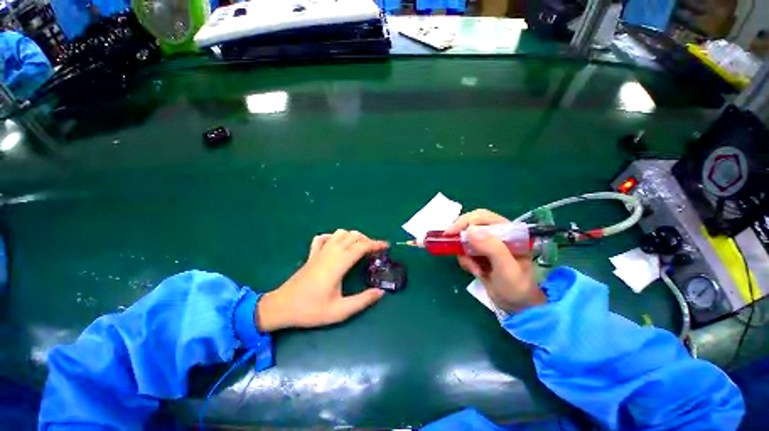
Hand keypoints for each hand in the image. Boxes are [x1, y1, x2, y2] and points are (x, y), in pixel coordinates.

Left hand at [256, 230, 388, 331]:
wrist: (281, 307)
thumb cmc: (310, 310)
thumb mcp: (339, 311)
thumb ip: (362, 301)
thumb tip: (381, 292)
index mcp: (338, 264)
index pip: (361, 246)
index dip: (376, 244)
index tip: (386, 246)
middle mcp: (330, 253)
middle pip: (353, 236)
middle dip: (368, 240)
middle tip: (376, 251)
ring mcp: (319, 251)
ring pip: (340, 233)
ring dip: (353, 236)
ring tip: (360, 246)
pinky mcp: (312, 254)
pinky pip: (323, 238)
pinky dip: (334, 237)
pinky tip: (337, 244)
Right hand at [446, 209, 545, 312]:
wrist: (517, 307)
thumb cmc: (517, 288)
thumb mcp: (507, 269)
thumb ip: (492, 248)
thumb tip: (470, 230)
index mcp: (510, 232)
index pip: (483, 217)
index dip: (465, 222)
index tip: (450, 232)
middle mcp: (498, 235)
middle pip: (471, 224)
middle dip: (460, 235)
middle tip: (448, 242)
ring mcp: (488, 244)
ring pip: (465, 239)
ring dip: (464, 253)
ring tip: (474, 269)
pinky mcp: (480, 254)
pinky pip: (465, 250)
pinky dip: (465, 261)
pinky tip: (475, 272)